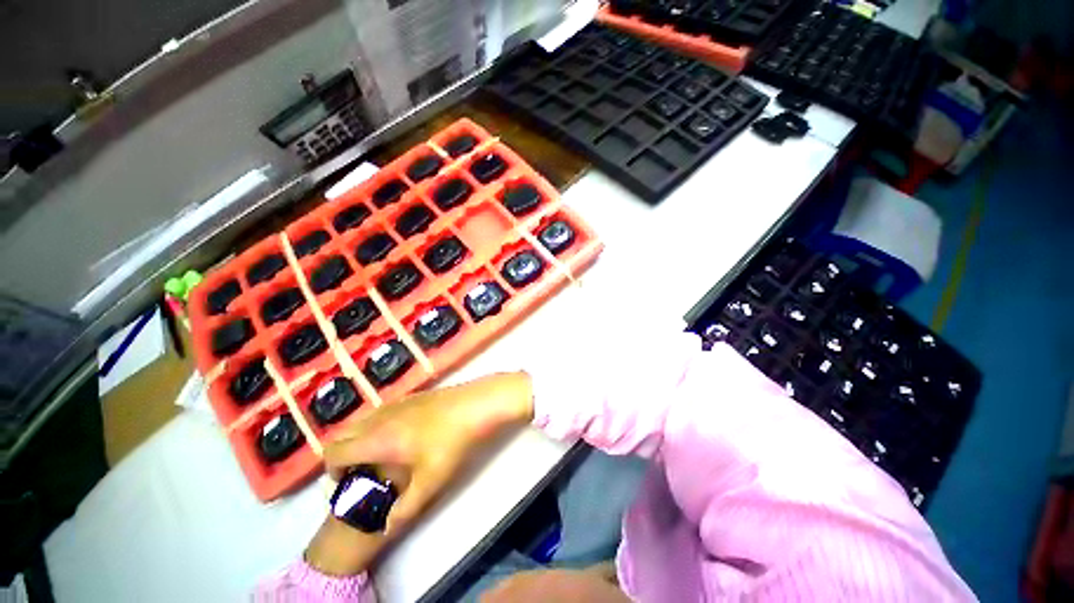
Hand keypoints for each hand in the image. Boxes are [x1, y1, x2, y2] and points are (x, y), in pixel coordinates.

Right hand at [305, 372, 533, 575]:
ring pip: (364, 420)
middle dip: (343, 455)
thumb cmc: (451, 442)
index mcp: (377, 438)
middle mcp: (381, 416)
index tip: (348, 483)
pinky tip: (404, 436)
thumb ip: (405, 508)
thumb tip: (387, 527)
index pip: (333, 451)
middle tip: (362, 471)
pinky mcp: (414, 396)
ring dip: (361, 439)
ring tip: (382, 455)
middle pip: (343, 433)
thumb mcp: (431, 481)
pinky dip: (378, 426)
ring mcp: (398, 402)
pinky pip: (383, 411)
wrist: (478, 404)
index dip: (331, 471)